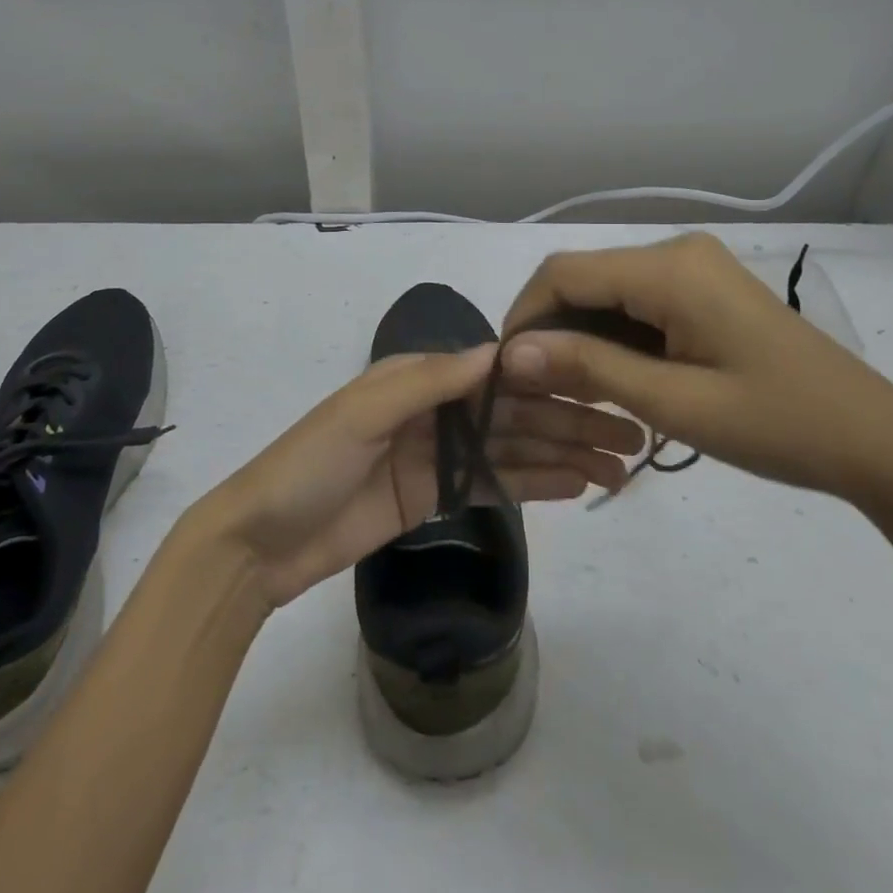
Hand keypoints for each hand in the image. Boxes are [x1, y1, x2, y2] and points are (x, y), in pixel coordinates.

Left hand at [200, 347, 642, 608]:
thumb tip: (498, 350)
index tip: (602, 381)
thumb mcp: (363, 412)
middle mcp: (434, 409)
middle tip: (629, 435)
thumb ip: (430, 381)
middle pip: (512, 412)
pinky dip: (534, 483)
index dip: (547, 375)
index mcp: (417, 377)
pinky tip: (576, 484)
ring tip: (617, 465)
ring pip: (511, 449)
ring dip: (563, 454)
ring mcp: (437, 455)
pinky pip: (493, 485)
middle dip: (569, 420)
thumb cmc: (310, 463)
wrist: (263, 542)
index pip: (495, 371)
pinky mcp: (435, 497)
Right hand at [500, 233, 892, 515]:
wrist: (878, 443)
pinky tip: (610, 377)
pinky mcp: (704, 289)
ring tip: (569, 392)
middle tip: (535, 391)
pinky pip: (637, 302)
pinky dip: (612, 336)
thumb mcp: (674, 403)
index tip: (506, 373)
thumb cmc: (779, 425)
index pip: (563, 274)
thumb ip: (588, 368)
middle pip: (583, 279)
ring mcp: (694, 267)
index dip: (523, 317)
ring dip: (579, 336)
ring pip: (606, 291)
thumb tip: (511, 353)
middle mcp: (677, 251)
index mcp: (670, 269)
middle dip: (549, 330)